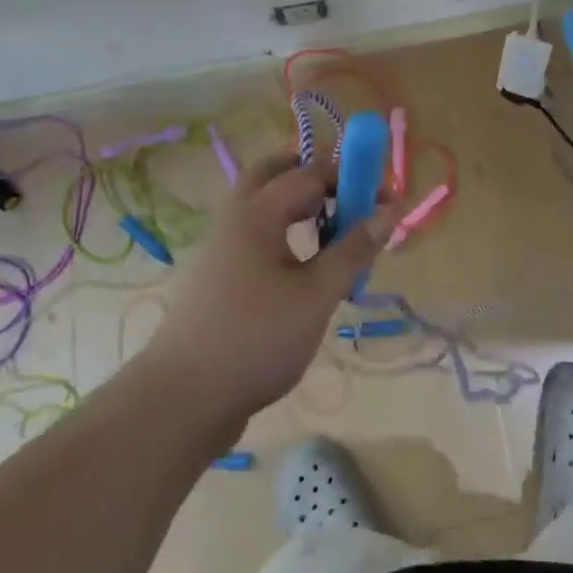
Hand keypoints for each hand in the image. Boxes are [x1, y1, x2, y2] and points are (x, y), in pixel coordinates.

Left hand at [140, 153, 397, 432]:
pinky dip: (281, 229)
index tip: (384, 198)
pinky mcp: (216, 275)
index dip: (351, 178)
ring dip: (296, 202)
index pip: (310, 173)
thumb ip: (353, 250)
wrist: (182, 399)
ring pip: (261, 204)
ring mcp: (220, 246)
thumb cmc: (257, 339)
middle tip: (346, 194)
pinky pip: (254, 232)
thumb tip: (390, 211)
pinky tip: (301, 264)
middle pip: (273, 173)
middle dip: (312, 175)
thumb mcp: (317, 295)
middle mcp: (235, 218)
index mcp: (257, 212)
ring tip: (330, 228)